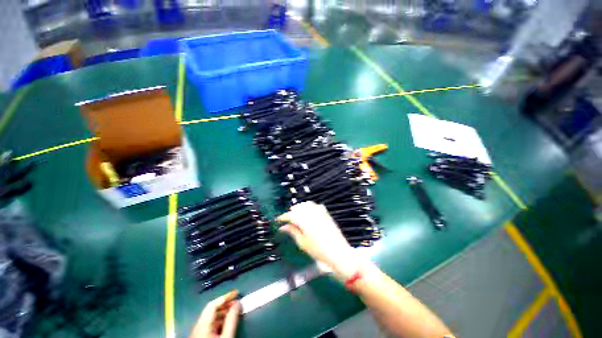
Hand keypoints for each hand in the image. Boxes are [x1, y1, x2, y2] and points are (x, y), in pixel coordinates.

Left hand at [190, 291, 240, 337]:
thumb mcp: (226, 337)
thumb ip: (232, 319)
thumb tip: (238, 303)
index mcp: (202, 325)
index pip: (212, 305)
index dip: (224, 297)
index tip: (236, 293)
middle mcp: (197, 327)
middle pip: (211, 310)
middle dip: (225, 305)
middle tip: (237, 304)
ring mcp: (197, 333)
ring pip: (210, 318)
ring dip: (223, 313)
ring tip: (234, 313)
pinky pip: (209, 325)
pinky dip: (219, 321)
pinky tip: (227, 324)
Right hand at [277, 201, 362, 279]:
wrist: (338, 252)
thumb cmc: (318, 250)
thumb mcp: (303, 243)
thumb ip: (293, 232)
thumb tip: (283, 227)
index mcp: (304, 221)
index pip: (291, 215)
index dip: (283, 217)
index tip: (278, 219)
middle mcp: (312, 213)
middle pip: (298, 207)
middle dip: (292, 212)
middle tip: (288, 220)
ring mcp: (320, 212)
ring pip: (307, 204)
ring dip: (300, 207)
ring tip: (297, 215)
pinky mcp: (326, 213)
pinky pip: (315, 205)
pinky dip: (309, 207)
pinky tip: (309, 214)